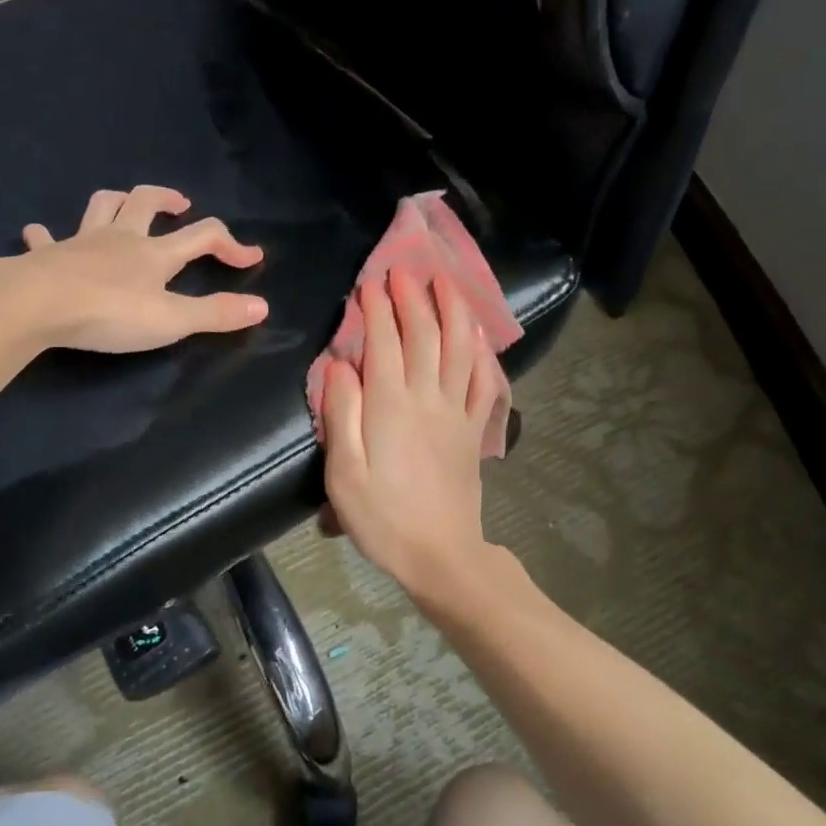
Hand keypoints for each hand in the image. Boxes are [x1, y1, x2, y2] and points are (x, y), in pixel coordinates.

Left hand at [0, 186, 266, 354]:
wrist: (35, 305)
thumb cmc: (108, 313)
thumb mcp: (171, 320)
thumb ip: (215, 313)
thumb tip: (263, 306)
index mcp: (154, 253)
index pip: (202, 237)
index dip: (230, 245)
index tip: (251, 258)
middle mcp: (120, 238)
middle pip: (147, 202)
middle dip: (168, 199)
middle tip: (182, 204)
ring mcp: (80, 242)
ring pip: (101, 207)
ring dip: (117, 201)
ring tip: (125, 205)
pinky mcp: (46, 256)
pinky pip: (46, 238)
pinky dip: (46, 235)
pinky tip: (38, 235)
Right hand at [320, 265, 506, 597]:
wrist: (440, 555)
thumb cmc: (382, 518)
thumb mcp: (343, 473)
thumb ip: (341, 414)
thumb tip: (340, 364)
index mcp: (390, 406)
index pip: (385, 342)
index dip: (377, 308)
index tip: (370, 282)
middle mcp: (428, 399)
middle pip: (424, 336)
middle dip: (413, 298)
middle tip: (404, 269)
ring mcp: (457, 413)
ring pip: (459, 349)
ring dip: (453, 311)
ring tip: (446, 282)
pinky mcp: (474, 431)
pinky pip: (485, 384)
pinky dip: (482, 355)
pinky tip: (478, 337)